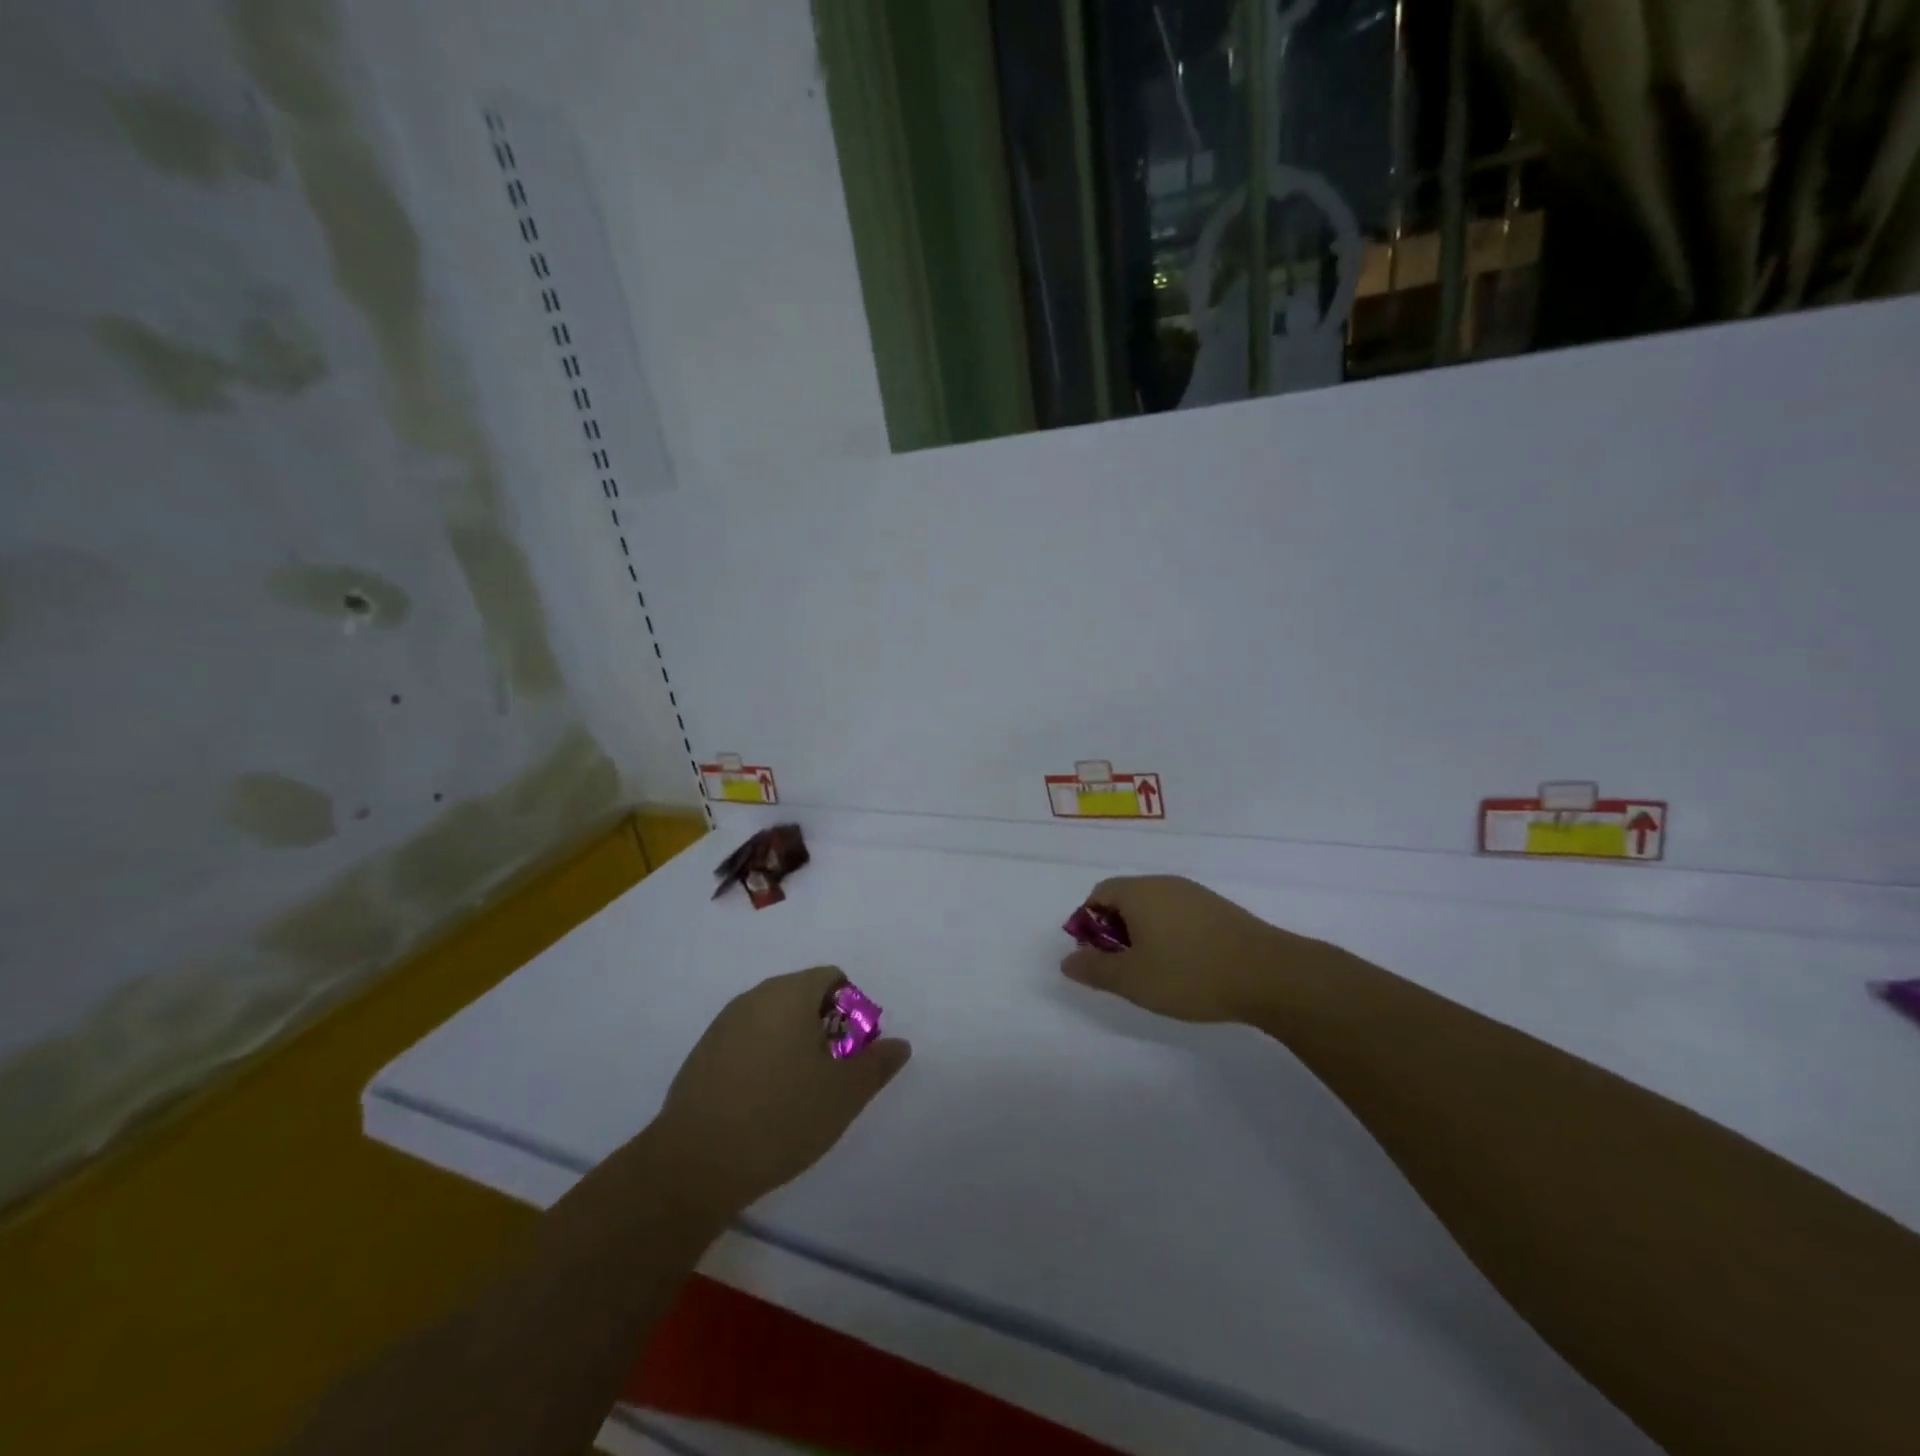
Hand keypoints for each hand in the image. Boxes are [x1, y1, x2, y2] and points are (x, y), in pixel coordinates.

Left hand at [653, 967, 911, 1216]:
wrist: (695, 1164)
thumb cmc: (781, 1117)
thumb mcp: (844, 1095)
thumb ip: (877, 1064)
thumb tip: (900, 1044)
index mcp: (790, 993)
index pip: (832, 977)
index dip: (853, 1010)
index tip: (852, 1053)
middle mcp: (755, 997)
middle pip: (802, 994)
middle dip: (825, 1027)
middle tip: (831, 1075)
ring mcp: (724, 1024)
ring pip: (774, 1018)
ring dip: (794, 1043)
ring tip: (799, 1093)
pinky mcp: (703, 1053)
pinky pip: (747, 1040)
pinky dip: (764, 1058)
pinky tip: (763, 1103)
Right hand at [1060, 875, 1321, 1023]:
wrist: (1269, 974)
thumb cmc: (1190, 973)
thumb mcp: (1133, 979)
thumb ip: (1094, 969)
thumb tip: (1067, 961)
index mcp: (1138, 892)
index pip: (1098, 894)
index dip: (1087, 924)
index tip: (1095, 957)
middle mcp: (1164, 884)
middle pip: (1126, 898)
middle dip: (1115, 930)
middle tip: (1122, 968)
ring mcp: (1195, 894)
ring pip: (1154, 908)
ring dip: (1143, 934)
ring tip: (1153, 971)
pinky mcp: (1219, 910)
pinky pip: (1179, 915)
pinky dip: (1170, 935)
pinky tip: (1185, 966)